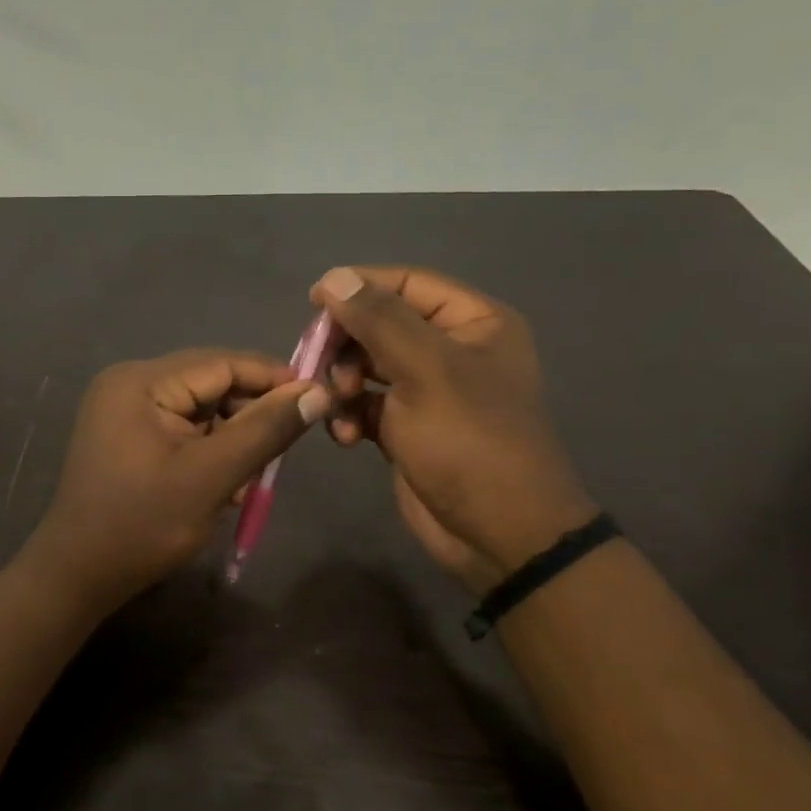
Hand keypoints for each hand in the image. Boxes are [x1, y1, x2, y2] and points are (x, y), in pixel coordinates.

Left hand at [21, 350, 329, 612]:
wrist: (76, 576)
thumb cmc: (142, 525)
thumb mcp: (211, 477)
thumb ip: (264, 431)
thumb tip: (317, 392)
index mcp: (141, 381)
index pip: (221, 362)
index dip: (272, 378)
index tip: (318, 398)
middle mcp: (130, 384)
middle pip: (210, 384)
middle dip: (250, 415)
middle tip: (284, 450)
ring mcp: (125, 411)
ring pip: (200, 410)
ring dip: (232, 439)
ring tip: (251, 479)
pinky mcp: (127, 437)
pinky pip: (182, 430)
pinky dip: (209, 451)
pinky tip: (224, 485)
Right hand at [309, 266, 595, 586]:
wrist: (497, 533)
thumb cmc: (469, 441)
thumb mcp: (426, 371)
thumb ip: (378, 320)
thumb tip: (333, 277)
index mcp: (473, 323)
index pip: (407, 284)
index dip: (359, 288)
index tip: (312, 304)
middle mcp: (452, 350)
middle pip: (381, 325)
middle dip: (347, 345)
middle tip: (320, 367)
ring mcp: (428, 391)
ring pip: (367, 366)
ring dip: (342, 383)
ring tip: (337, 405)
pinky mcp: (407, 428)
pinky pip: (366, 405)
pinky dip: (350, 416)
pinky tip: (347, 436)